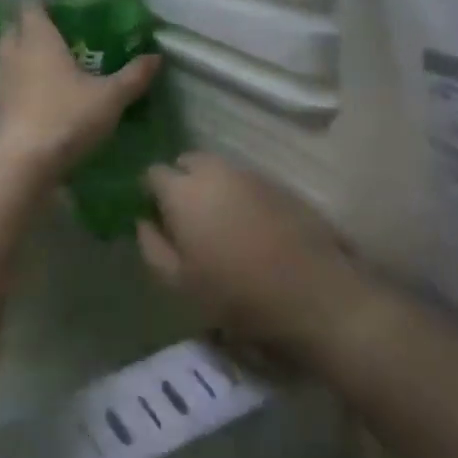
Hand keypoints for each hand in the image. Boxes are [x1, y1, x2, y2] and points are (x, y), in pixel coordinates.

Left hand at [0, 5, 158, 185]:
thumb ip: (133, 76)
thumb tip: (156, 57)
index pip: (31, 5)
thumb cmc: (65, 119)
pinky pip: (9, 85)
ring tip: (54, 65)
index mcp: (37, 38)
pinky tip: (43, 96)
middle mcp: (13, 54)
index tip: (63, 4)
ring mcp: (0, 83)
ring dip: (26, 56)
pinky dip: (23, 84)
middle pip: (15, 27)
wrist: (20, 167)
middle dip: (32, 26)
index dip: (44, 1)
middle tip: (61, 33)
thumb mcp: (110, 98)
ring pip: (10, 57)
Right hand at [137, 153, 363, 359]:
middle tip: (185, 220)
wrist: (314, 295)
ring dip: (211, 187)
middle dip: (180, 182)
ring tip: (218, 224)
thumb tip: (144, 222)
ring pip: (219, 169)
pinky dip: (239, 195)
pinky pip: (246, 181)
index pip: (153, 173)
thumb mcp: (179, 283)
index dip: (150, 194)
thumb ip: (152, 246)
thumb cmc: (236, 295)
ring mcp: (252, 175)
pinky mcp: (281, 185)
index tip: (156, 219)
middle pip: (187, 162)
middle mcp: (216, 171)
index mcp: (184, 191)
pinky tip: (249, 227)